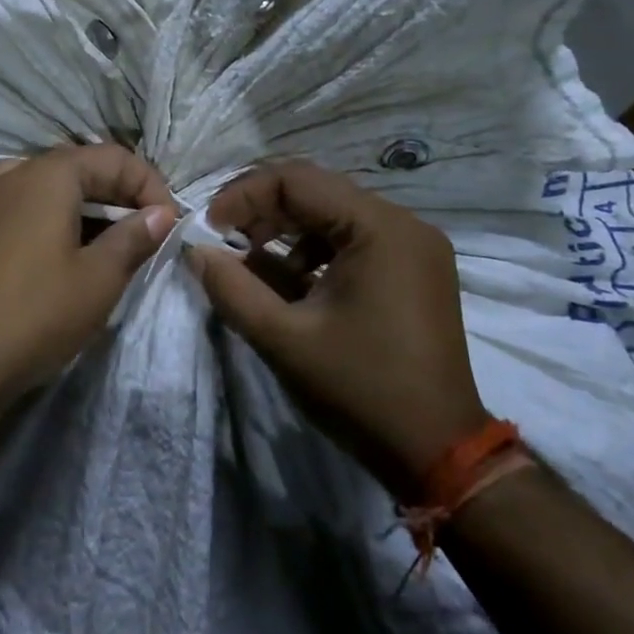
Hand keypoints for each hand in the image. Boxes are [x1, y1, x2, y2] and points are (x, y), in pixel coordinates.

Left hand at [0, 144, 178, 403]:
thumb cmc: (38, 313)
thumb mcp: (100, 277)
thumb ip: (135, 237)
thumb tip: (161, 213)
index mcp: (47, 174)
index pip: (112, 157)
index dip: (148, 184)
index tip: (168, 223)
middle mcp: (12, 175)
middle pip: (76, 169)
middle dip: (116, 195)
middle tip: (144, 234)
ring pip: (44, 191)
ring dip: (81, 210)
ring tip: (105, 246)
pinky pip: (17, 214)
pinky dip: (45, 224)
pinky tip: (53, 256)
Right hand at [187, 159, 487, 498]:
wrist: (439, 453)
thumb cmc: (359, 389)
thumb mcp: (282, 338)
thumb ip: (230, 286)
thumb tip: (194, 249)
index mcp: (379, 228)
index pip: (296, 180)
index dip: (243, 196)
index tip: (209, 228)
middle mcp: (403, 223)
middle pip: (316, 190)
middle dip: (262, 210)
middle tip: (223, 240)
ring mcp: (413, 246)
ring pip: (332, 213)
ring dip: (285, 230)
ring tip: (251, 262)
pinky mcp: (413, 269)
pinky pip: (352, 239)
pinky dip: (313, 250)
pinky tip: (291, 281)